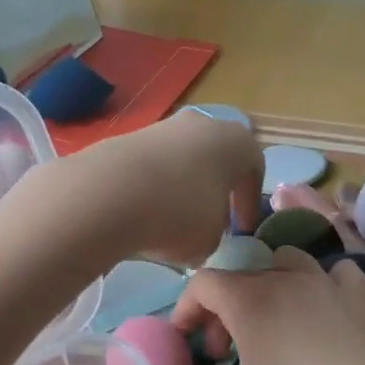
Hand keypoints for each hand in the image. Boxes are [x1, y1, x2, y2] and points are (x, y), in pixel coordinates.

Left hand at [21, 110, 264, 266]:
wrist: (111, 193)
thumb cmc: (180, 214)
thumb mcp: (211, 240)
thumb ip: (216, 234)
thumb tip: (202, 233)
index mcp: (237, 142)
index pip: (253, 170)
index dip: (249, 204)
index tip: (241, 231)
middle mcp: (204, 124)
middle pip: (217, 160)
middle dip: (215, 192)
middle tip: (209, 223)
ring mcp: (164, 126)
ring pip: (183, 161)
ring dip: (182, 189)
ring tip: (171, 222)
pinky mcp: (129, 137)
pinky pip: (152, 166)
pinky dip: (153, 187)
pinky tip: (143, 213)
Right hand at [170, 249, 364, 364]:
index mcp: (249, 300)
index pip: (203, 282)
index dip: (186, 309)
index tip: (188, 343)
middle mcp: (286, 278)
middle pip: (241, 276)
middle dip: (224, 308)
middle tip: (225, 351)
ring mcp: (330, 283)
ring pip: (288, 261)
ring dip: (269, 285)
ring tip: (273, 324)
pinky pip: (336, 273)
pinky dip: (322, 284)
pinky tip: (324, 313)